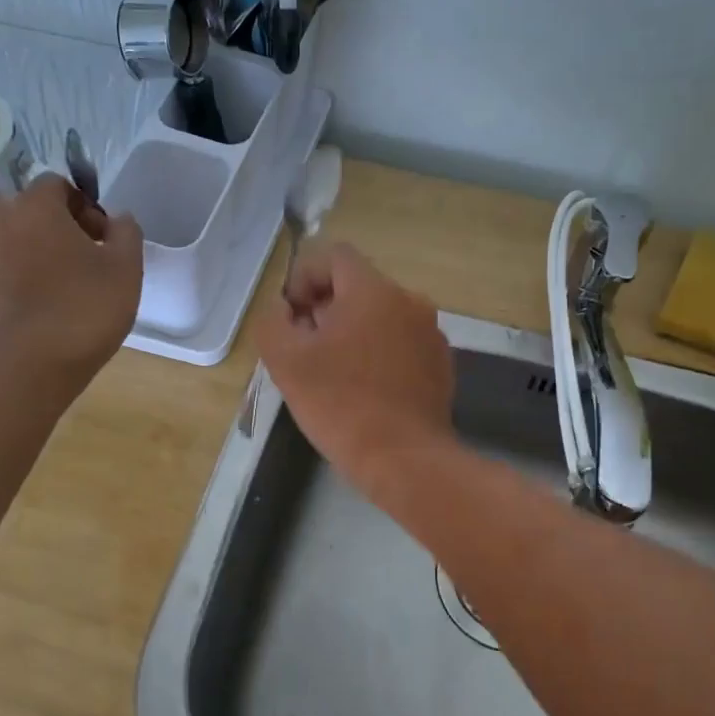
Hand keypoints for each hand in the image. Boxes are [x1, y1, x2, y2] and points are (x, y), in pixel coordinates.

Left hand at [0, 176, 142, 380]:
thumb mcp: (126, 268)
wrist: (28, 363)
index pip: (57, 184)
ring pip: (21, 247)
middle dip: (62, 229)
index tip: (104, 236)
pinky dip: (30, 287)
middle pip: (34, 214)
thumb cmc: (84, 306)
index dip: (85, 205)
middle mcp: (4, 226)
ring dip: (46, 258)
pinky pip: (11, 280)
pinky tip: (52, 316)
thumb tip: (119, 219)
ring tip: (74, 292)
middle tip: (91, 260)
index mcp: (37, 208)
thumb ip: (127, 234)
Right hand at [257, 240, 453, 483]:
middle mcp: (409, 301)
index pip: (335, 256)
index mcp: (373, 290)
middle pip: (358, 287)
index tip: (292, 317)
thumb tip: (284, 310)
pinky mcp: (441, 364)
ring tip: (333, 373)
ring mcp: (431, 333)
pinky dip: (378, 354)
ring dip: (352, 333)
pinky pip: (401, 343)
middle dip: (325, 309)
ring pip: (380, 317)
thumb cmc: (341, 404)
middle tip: (305, 349)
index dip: (304, 277)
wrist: (404, 459)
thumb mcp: (286, 361)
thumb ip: (273, 321)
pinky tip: (364, 390)